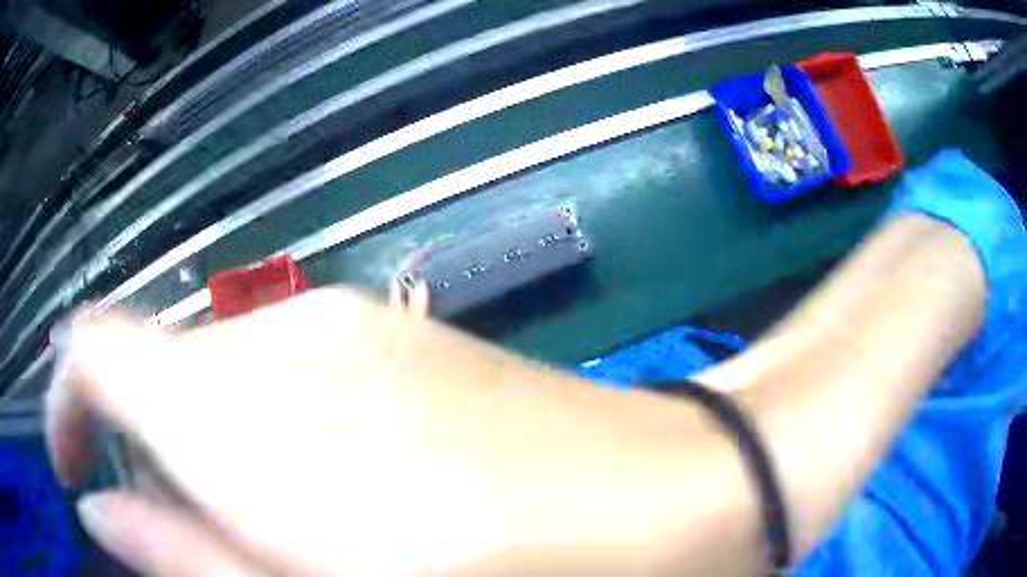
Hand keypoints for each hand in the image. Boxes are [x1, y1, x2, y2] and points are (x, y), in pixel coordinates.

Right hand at [47, 289, 708, 575]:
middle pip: (151, 369)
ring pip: (214, 378)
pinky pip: (282, 380)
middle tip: (179, 540)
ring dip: (199, 451)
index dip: (65, 396)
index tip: (70, 465)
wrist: (677, 493)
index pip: (96, 345)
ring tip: (260, 536)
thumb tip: (99, 509)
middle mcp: (281, 339)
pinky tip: (329, 498)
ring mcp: (349, 328)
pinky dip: (258, 436)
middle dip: (137, 448)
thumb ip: (190, 556)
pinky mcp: (402, 340)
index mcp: (243, 408)